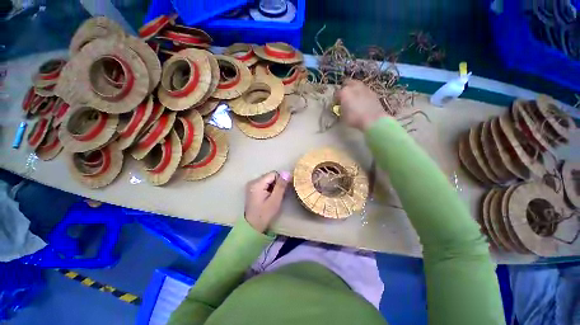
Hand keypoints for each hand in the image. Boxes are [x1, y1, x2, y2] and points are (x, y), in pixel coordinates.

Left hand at [245, 171, 290, 232]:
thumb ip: (281, 185)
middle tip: (278, 195)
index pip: (273, 174)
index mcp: (257, 183)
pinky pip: (264, 183)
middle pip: (270, 176)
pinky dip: (269, 188)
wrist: (252, 226)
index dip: (280, 181)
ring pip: (268, 180)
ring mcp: (251, 185)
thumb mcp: (275, 200)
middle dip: (276, 183)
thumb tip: (287, 173)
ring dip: (273, 186)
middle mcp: (253, 181)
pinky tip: (269, 197)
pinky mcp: (252, 189)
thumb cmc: (265, 214)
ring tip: (274, 197)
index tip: (282, 190)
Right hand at [335, 79, 388, 130]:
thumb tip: (341, 107)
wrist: (373, 119)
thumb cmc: (354, 118)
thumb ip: (340, 109)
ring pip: (356, 85)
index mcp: (344, 92)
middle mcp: (354, 86)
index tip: (336, 105)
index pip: (336, 93)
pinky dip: (361, 94)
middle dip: (344, 88)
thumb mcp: (342, 116)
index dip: (335, 100)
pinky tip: (362, 101)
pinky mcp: (372, 91)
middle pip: (347, 83)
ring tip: (354, 98)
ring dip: (354, 90)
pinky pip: (364, 90)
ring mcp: (364, 88)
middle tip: (344, 97)